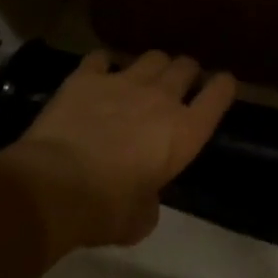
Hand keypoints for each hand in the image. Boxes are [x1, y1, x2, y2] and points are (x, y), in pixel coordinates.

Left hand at [0, 50, 234, 254]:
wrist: (54, 186)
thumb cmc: (105, 209)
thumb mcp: (140, 220)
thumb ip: (150, 201)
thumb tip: (144, 196)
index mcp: (184, 133)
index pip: (218, 95)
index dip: (223, 87)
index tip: (223, 84)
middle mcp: (160, 98)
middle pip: (186, 66)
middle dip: (186, 73)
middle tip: (179, 85)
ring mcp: (123, 82)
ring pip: (152, 56)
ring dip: (153, 66)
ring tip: (143, 78)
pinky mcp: (87, 77)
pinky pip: (101, 58)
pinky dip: (103, 65)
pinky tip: (98, 74)